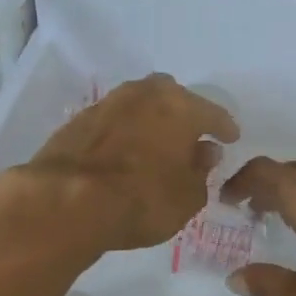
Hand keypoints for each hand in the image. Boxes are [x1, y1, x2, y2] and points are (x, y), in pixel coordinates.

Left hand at [20, 74, 238, 252]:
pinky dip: (125, 131)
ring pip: (140, 104)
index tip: (230, 138)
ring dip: (151, 120)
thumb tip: (204, 153)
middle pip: (173, 96)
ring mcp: (109, 103)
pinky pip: (115, 120)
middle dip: (184, 113)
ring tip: (156, 144)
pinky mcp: (79, 119)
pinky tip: (125, 151)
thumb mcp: (188, 198)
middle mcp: (146, 94)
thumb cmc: (141, 199)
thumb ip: (201, 172)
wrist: (65, 202)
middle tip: (190, 137)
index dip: (224, 128)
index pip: (213, 113)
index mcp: (180, 107)